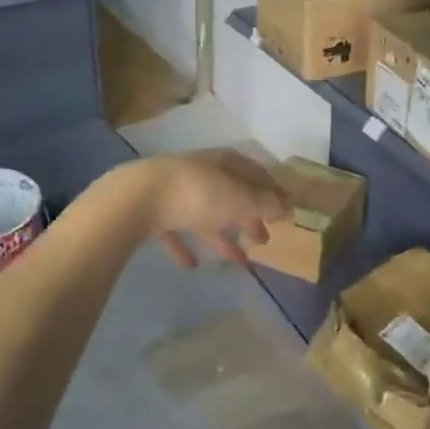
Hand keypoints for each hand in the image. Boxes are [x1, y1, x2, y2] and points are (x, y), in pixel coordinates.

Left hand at [126, 150, 289, 269]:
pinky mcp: (154, 212)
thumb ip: (266, 204)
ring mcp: (176, 191)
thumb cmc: (199, 194)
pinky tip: (192, 265)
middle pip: (233, 195)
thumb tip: (290, 206)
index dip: (273, 193)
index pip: (257, 174)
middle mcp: (203, 172)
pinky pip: (175, 231)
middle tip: (264, 240)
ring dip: (222, 236)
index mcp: (226, 163)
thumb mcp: (241, 199)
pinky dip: (186, 246)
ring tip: (238, 262)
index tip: (286, 213)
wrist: (138, 198)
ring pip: (206, 215)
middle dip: (250, 217)